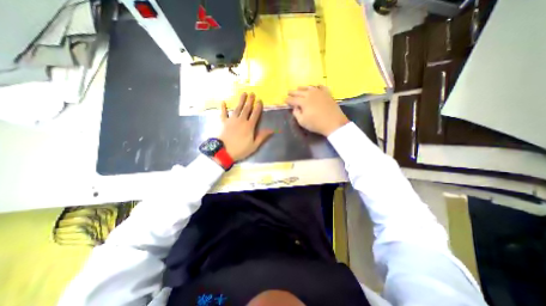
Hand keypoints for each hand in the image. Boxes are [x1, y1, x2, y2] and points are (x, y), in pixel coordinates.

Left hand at [220, 92, 272, 160]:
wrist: (223, 151)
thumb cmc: (240, 149)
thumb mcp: (254, 145)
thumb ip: (262, 136)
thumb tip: (272, 130)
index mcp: (249, 126)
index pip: (255, 114)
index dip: (258, 107)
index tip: (260, 100)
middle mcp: (241, 120)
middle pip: (247, 108)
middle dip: (250, 100)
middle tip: (252, 93)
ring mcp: (231, 120)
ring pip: (237, 108)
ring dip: (241, 100)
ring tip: (243, 93)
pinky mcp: (223, 122)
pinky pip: (223, 113)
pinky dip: (223, 107)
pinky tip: (223, 101)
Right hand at [286, 85, 349, 134]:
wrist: (334, 123)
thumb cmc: (316, 124)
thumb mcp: (302, 121)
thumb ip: (296, 113)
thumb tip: (295, 107)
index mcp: (303, 101)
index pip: (293, 99)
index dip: (288, 100)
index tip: (285, 100)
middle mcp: (310, 94)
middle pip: (299, 91)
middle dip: (293, 92)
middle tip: (288, 92)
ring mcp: (319, 92)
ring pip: (309, 87)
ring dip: (303, 88)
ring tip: (299, 88)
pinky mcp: (327, 93)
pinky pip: (321, 87)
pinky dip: (317, 86)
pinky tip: (315, 86)